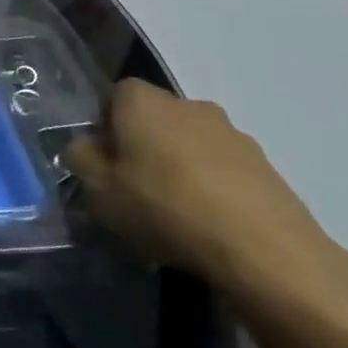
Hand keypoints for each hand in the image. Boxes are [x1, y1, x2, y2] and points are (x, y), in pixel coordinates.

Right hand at [67, 80, 326, 289]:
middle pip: (154, 120)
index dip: (105, 126)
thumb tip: (86, 146)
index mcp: (143, 101)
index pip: (114, 96)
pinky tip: (207, 227)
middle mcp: (189, 105)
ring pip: (189, 145)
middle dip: (142, 147)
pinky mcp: (267, 167)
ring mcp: (233, 134)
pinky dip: (211, 189)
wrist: (263, 250)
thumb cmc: (163, 207)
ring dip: (178, 168)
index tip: (104, 162)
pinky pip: (222, 171)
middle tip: (133, 189)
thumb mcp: (97, 188)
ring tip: (173, 215)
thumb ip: (80, 158)